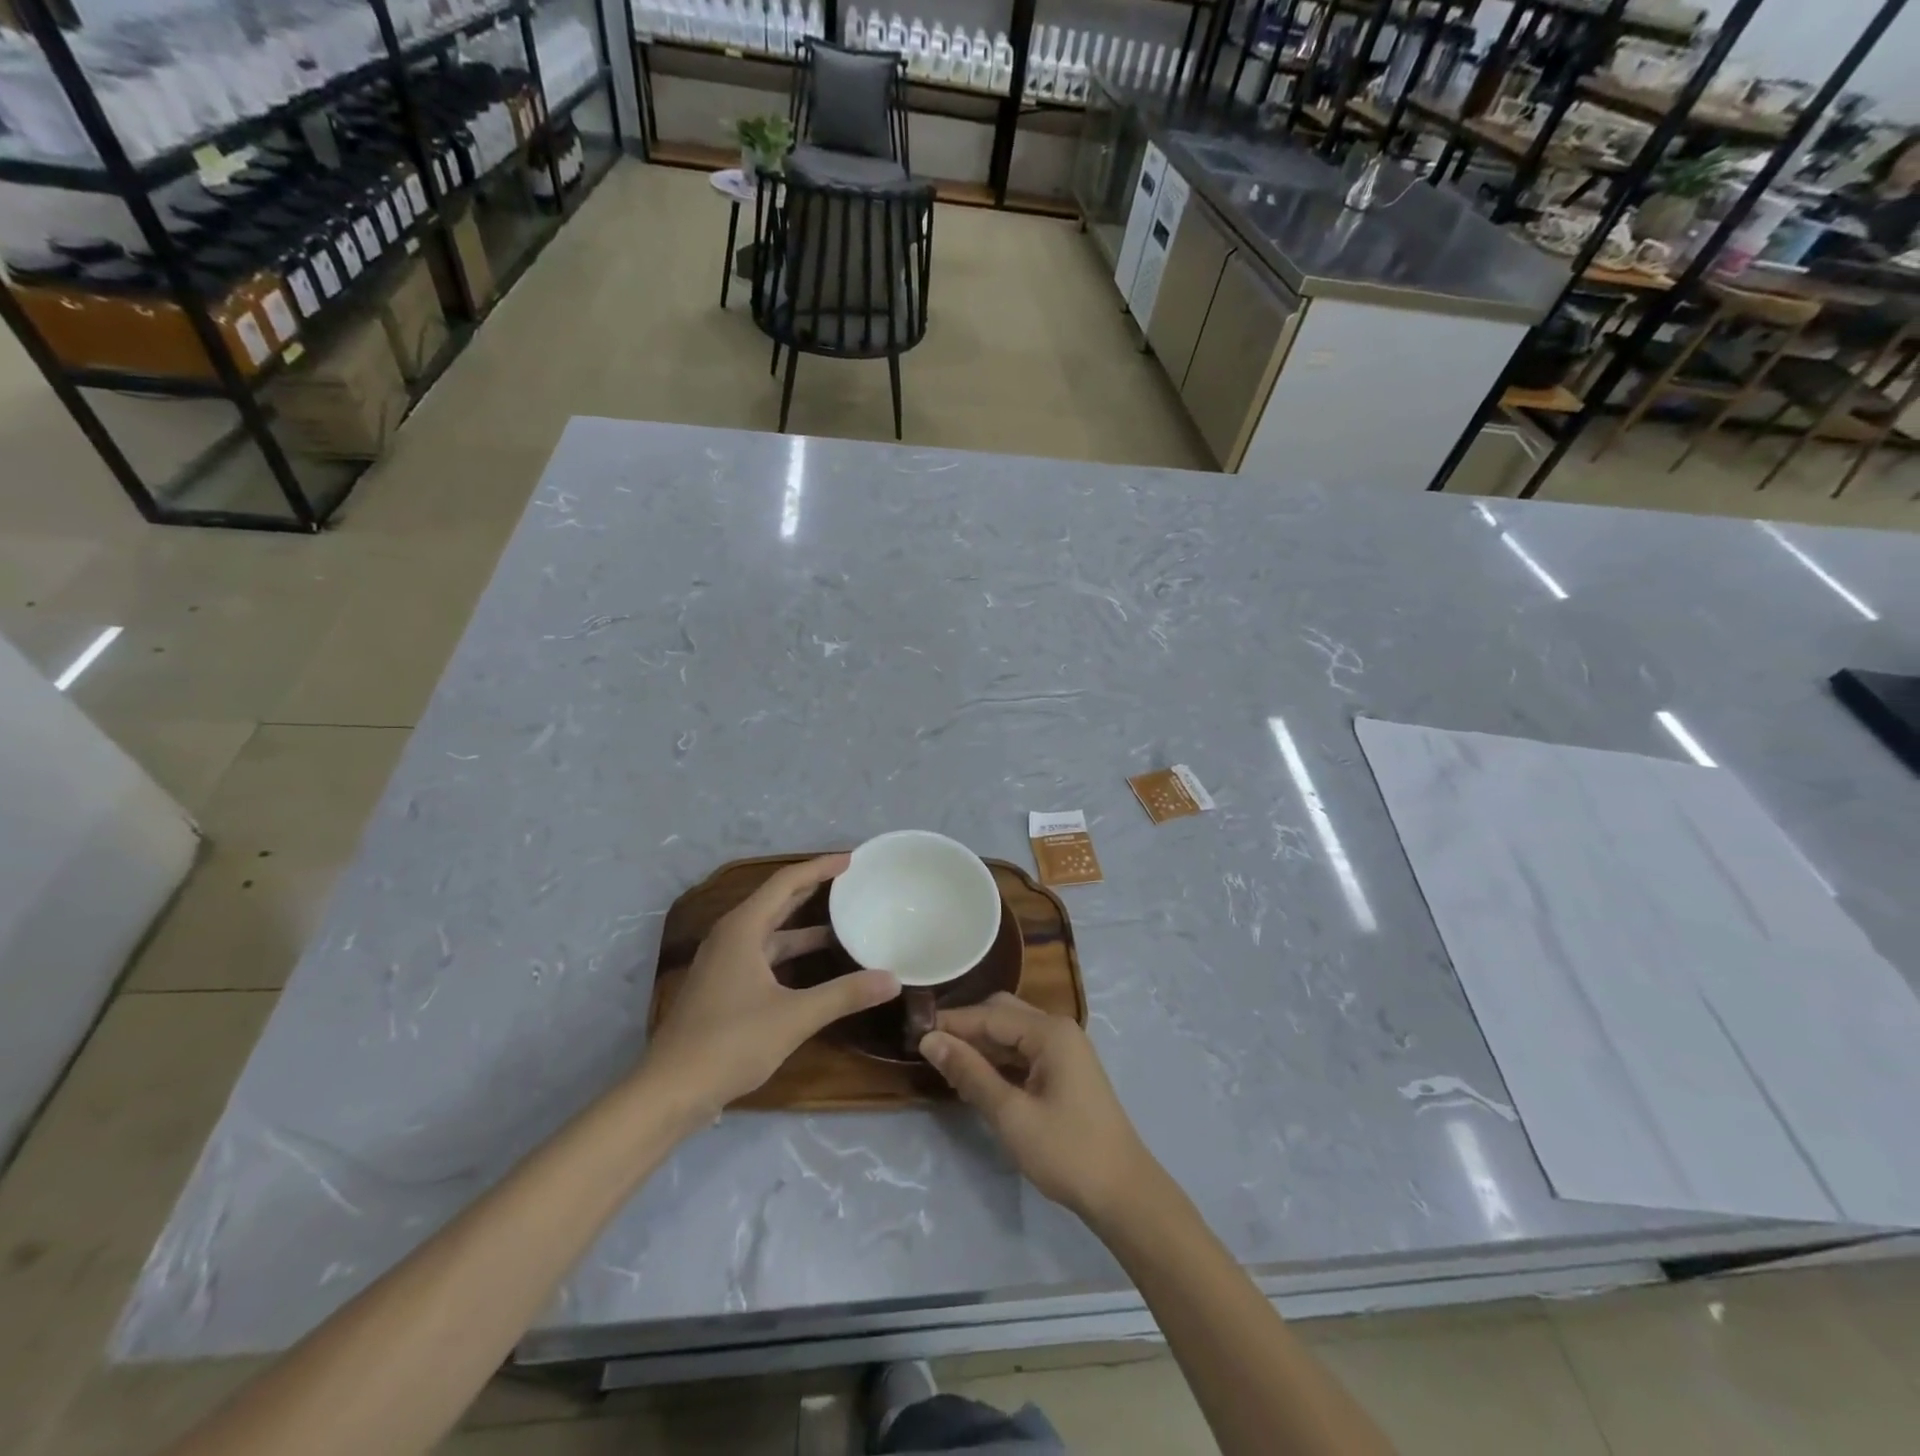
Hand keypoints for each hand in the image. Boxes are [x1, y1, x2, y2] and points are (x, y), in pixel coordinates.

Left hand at [648, 855, 898, 1117]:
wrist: (671, 1090)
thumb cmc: (731, 1043)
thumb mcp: (795, 1017)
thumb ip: (844, 994)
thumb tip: (892, 979)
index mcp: (743, 928)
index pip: (786, 882)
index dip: (819, 867)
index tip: (852, 860)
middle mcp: (731, 936)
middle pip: (777, 901)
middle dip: (813, 889)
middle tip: (850, 882)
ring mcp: (724, 962)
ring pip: (771, 931)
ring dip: (804, 925)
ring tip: (843, 921)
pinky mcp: (723, 986)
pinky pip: (764, 953)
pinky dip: (791, 952)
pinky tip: (815, 965)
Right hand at [921, 993, 1155, 1222]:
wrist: (1123, 1193)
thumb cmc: (1066, 1152)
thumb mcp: (1011, 1115)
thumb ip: (970, 1073)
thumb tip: (929, 1040)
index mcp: (1049, 1032)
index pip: (989, 1014)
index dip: (951, 1022)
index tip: (913, 1032)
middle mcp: (1058, 1029)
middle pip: (1002, 1014)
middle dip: (966, 1027)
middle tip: (928, 1047)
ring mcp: (1064, 1049)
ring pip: (1012, 1033)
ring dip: (981, 1044)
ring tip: (944, 1062)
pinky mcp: (1065, 1070)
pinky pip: (1023, 1051)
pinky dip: (998, 1060)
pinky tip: (975, 1077)